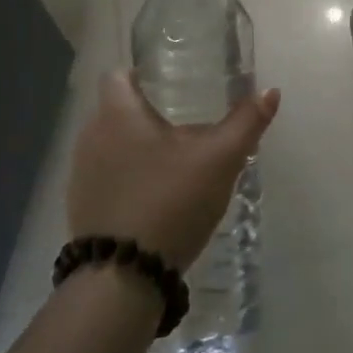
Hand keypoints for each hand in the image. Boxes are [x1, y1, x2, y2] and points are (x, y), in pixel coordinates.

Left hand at [66, 72, 280, 269]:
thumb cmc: (170, 201)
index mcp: (117, 113)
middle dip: (146, 113)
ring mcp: (81, 174)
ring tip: (172, 161)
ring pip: (110, 145)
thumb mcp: (219, 160)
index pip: (118, 75)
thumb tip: (270, 92)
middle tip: (183, 123)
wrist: (123, 277)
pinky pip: (106, 177)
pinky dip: (126, 178)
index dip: (141, 74)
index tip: (169, 84)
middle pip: (116, 110)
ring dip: (135, 147)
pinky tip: (153, 196)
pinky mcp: (81, 207)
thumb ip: (245, 123)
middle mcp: (91, 135)